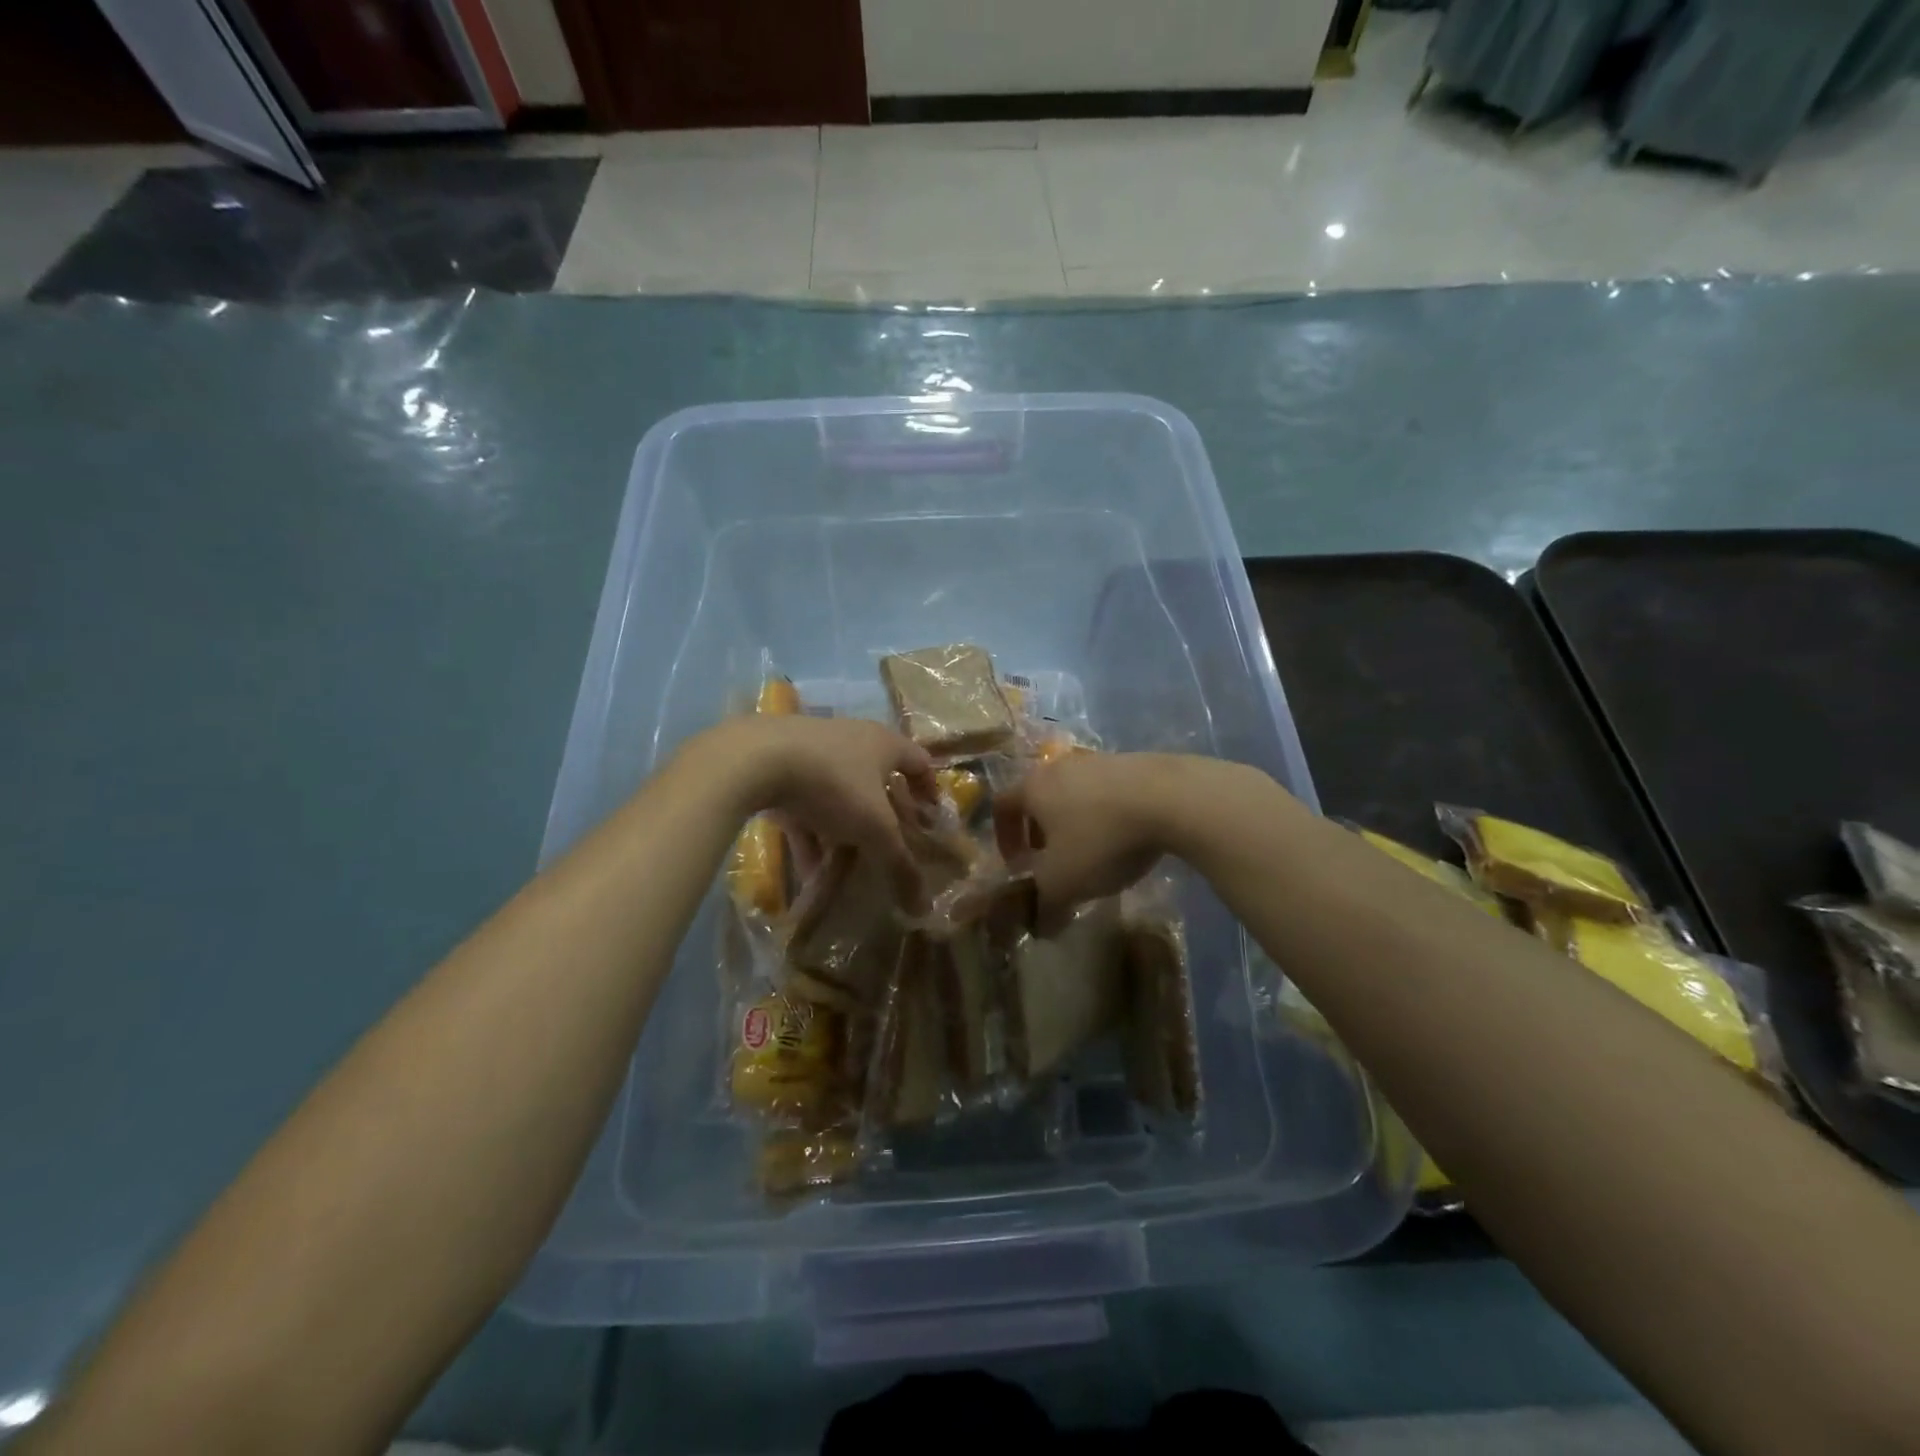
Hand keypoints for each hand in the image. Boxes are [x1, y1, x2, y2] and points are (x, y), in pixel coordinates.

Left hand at [712, 715, 935, 911]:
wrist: (755, 759)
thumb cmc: (833, 785)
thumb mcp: (874, 829)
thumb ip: (900, 865)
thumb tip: (924, 907)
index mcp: (884, 744)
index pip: (920, 762)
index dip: (930, 790)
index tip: (931, 820)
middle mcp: (852, 739)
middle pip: (878, 780)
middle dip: (884, 817)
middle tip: (889, 847)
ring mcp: (813, 751)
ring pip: (839, 795)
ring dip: (843, 831)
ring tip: (845, 869)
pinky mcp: (779, 766)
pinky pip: (804, 805)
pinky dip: (810, 834)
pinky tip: (808, 869)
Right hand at [993, 752, 1189, 930]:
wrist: (1171, 798)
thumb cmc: (1101, 839)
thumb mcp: (1064, 883)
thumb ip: (1045, 905)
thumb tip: (1040, 927)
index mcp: (1033, 787)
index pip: (1002, 805)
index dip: (1004, 837)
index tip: (1017, 865)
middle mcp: (1059, 766)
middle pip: (1039, 797)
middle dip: (1041, 831)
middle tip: (1054, 862)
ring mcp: (1099, 760)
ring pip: (1075, 793)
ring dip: (1076, 822)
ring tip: (1094, 852)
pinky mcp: (1134, 762)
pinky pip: (1108, 791)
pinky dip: (1107, 814)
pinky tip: (1128, 837)